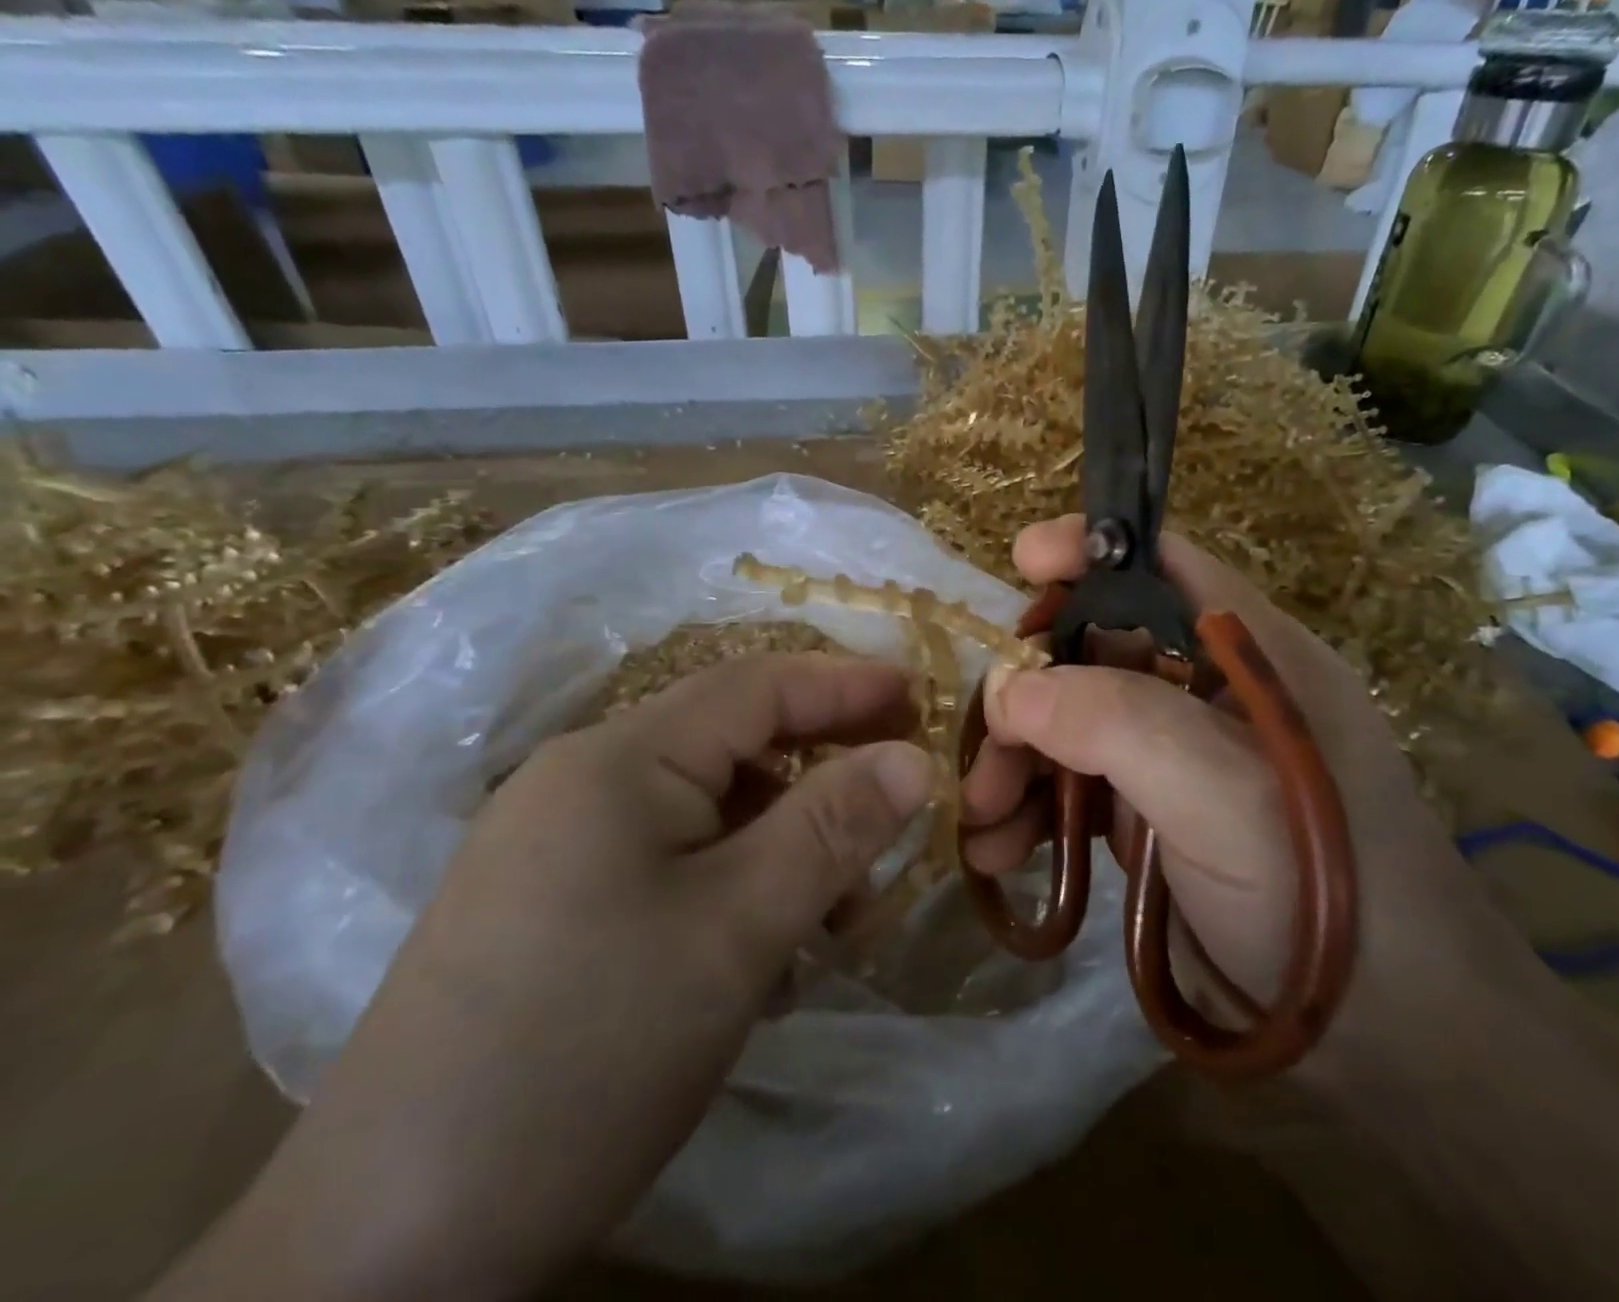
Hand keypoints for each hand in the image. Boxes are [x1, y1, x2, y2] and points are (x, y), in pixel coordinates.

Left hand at [163, 655, 931, 1301]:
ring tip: (837, 913)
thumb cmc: (588, 1052)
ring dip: (782, 840)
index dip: (846, 683)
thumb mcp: (737, 930)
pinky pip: (668, 858)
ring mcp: (556, 843)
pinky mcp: (549, 904)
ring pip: (705, 807)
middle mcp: (580, 780)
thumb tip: (914, 759)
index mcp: (617, 759)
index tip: (923, 695)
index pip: (755, 686)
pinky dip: (733, 881)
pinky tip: (762, 948)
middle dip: (821, 768)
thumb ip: (832, 827)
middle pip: (731, 743)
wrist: (384, 1247)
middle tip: (897, 797)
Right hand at [962, 517, 1544, 1083]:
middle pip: (1095, 650)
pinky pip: (1076, 788)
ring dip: (1016, 761)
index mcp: (1248, 653)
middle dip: (1027, 692)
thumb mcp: (1222, 792)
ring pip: (1073, 723)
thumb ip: (1114, 721)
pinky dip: (1032, 810)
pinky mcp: (1155, 816)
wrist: (1391, 1039)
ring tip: (978, 821)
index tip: (1020, 561)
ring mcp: (1179, 757)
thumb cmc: (1324, 888)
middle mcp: (1209, 692)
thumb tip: (1007, 689)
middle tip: (982, 752)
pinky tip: (997, 851)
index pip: (1163, 566)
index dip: (1091, 550)